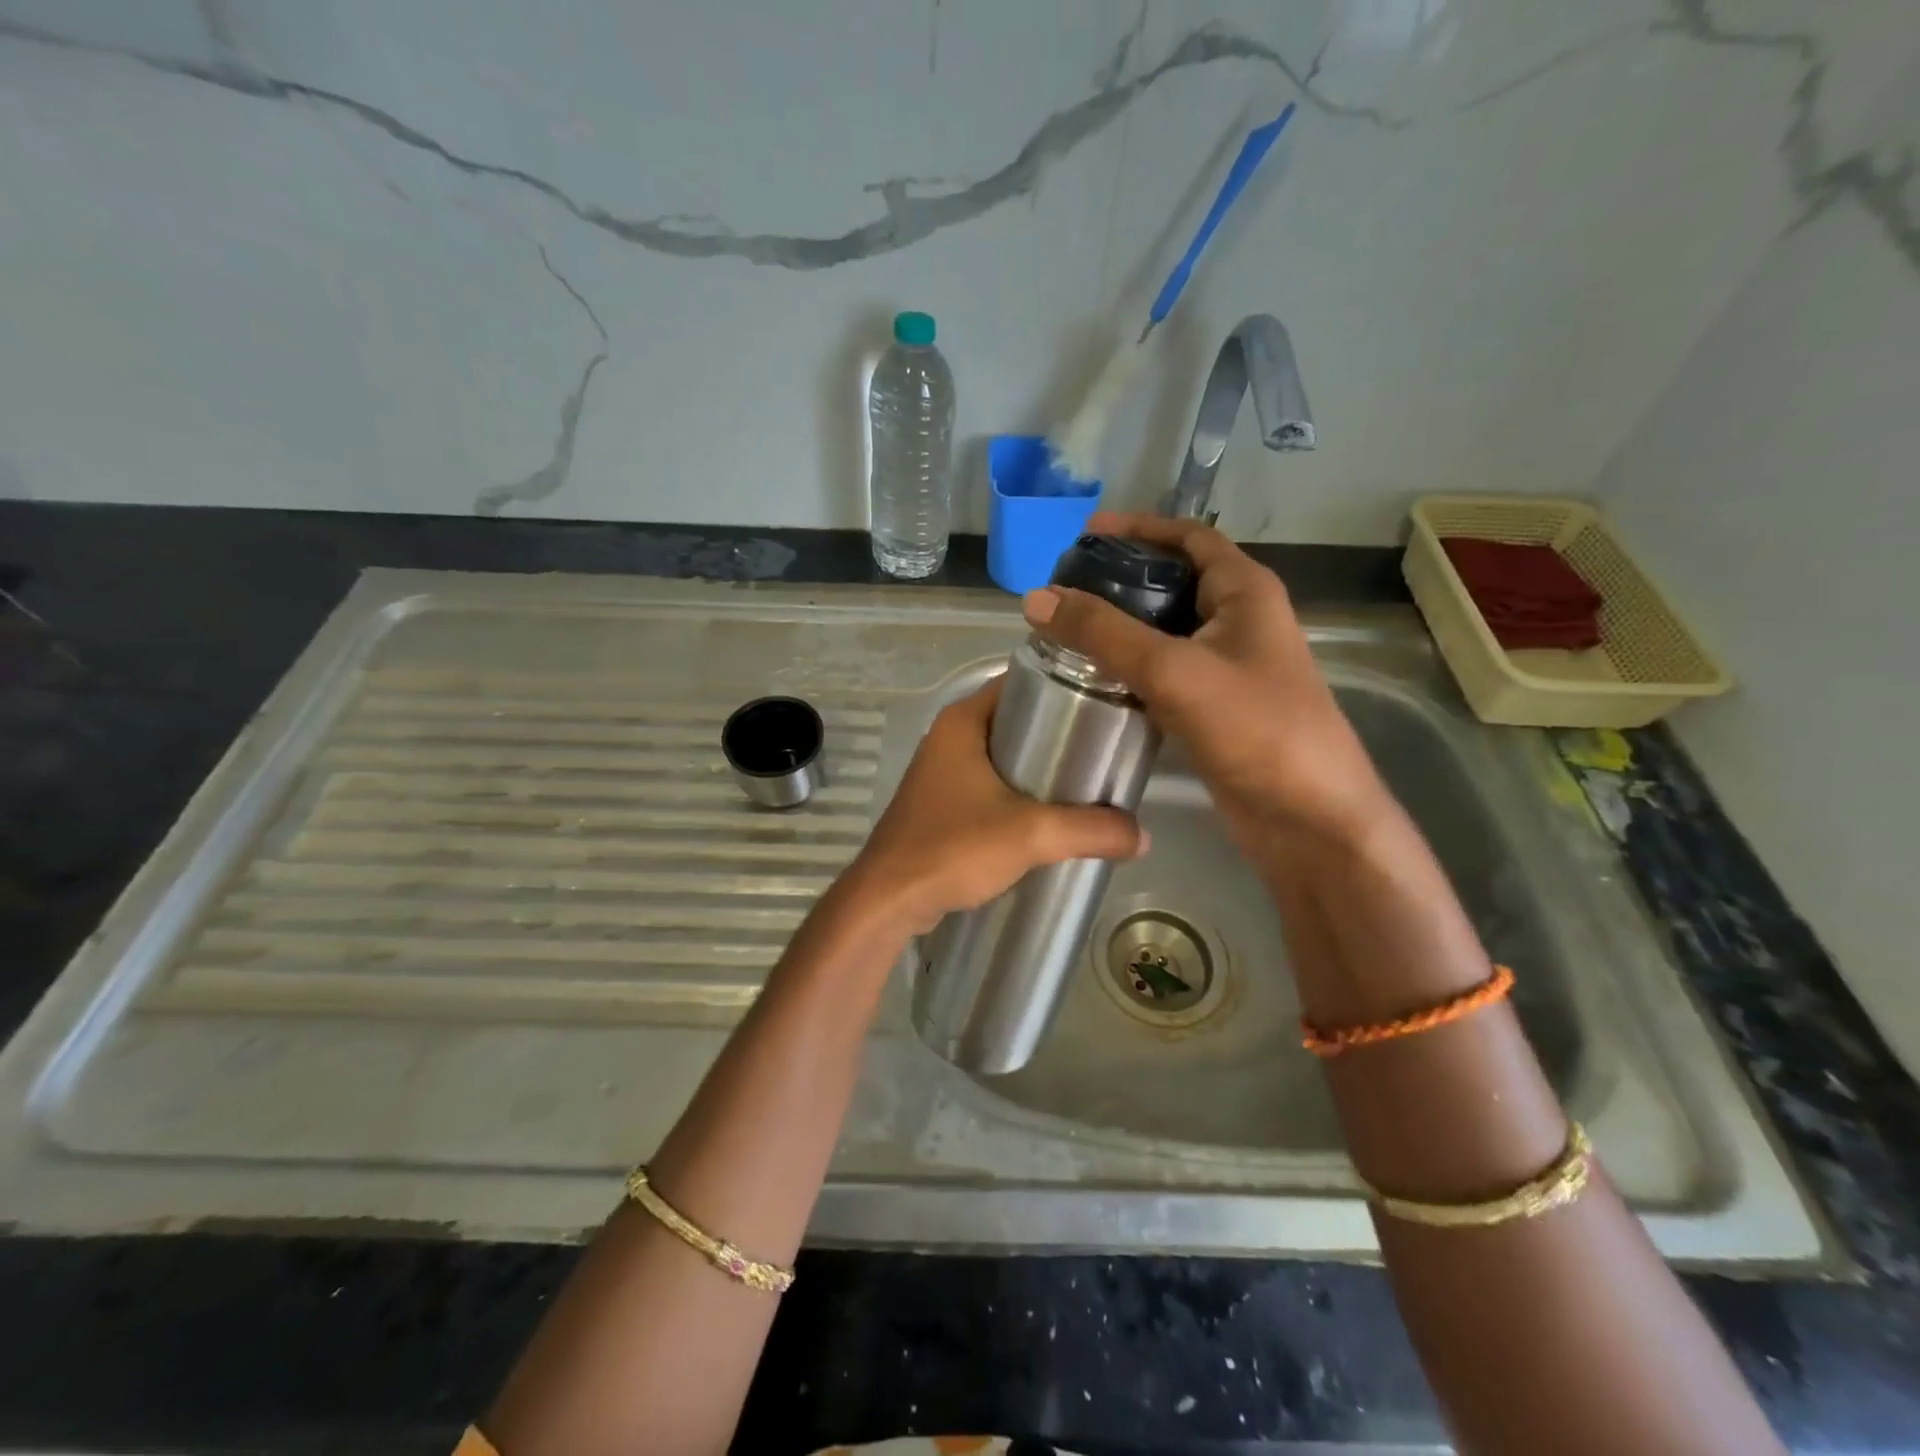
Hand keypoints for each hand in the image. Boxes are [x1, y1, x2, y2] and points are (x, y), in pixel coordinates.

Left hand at [842, 677, 1147, 935]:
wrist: (888, 901)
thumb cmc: (953, 848)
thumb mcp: (1031, 835)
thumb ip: (1091, 830)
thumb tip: (1144, 836)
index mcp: (963, 721)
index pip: (1023, 684)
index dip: (1066, 688)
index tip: (1109, 706)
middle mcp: (949, 737)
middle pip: (1018, 721)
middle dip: (1062, 735)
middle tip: (1107, 752)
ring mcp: (941, 772)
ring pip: (1004, 757)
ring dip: (1042, 769)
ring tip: (1090, 785)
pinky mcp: (941, 804)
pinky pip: (990, 786)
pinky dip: (1020, 795)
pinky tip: (1051, 817)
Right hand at [1022, 510, 1389, 852]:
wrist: (1309, 820)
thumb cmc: (1256, 730)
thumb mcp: (1174, 670)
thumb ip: (1104, 633)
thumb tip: (1036, 598)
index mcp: (1246, 592)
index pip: (1190, 538)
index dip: (1140, 528)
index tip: (1085, 534)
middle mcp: (1240, 621)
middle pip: (1173, 583)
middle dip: (1121, 580)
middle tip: (1064, 589)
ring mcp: (1228, 668)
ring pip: (1165, 632)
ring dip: (1121, 628)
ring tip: (1066, 630)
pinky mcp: (1215, 708)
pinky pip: (1165, 673)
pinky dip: (1130, 669)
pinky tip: (1092, 678)